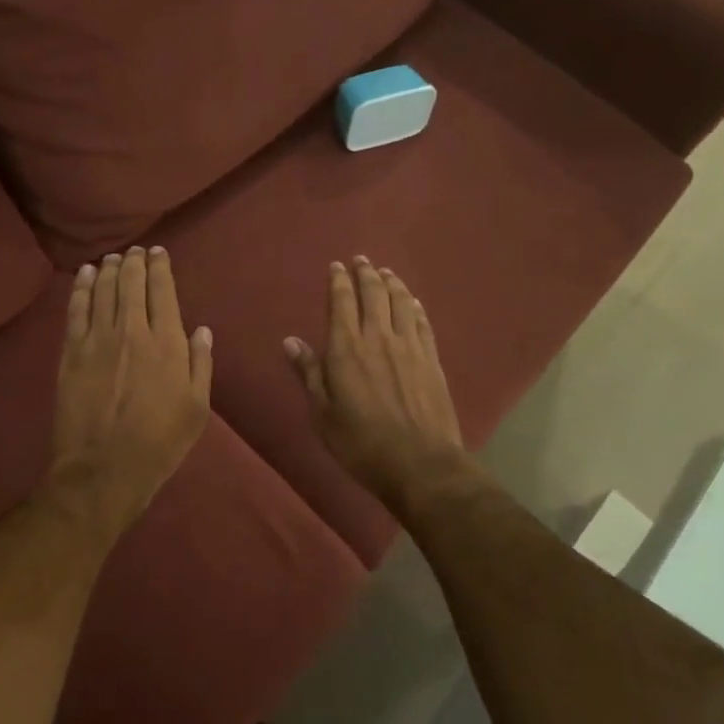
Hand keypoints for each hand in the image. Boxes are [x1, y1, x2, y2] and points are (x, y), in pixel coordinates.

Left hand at [50, 246, 212, 536]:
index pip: (162, 291)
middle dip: (134, 262)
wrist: (103, 471)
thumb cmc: (159, 444)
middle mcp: (132, 331)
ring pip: (103, 290)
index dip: (160, 267)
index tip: (158, 252)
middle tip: (135, 251)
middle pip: (130, 283)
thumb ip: (200, 364)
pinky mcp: (71, 353)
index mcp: (167, 344)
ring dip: (109, 269)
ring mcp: (97, 340)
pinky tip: (85, 275)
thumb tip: (201, 330)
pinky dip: (82, 287)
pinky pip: (76, 310)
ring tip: (114, 258)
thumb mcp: (196, 409)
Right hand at [285, 257, 474, 514]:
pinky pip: (423, 323)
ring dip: (392, 283)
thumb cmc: (361, 443)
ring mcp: (410, 347)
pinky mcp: (432, 360)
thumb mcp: (323, 413)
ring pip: (401, 303)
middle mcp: (379, 337)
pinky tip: (413, 302)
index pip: (342, 302)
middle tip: (361, 260)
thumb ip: (309, 373)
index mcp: (347, 348)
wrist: (420, 464)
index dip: (339, 281)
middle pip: (374, 294)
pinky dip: (416, 307)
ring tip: (386, 272)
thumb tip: (290, 341)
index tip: (337, 266)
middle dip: (366, 273)